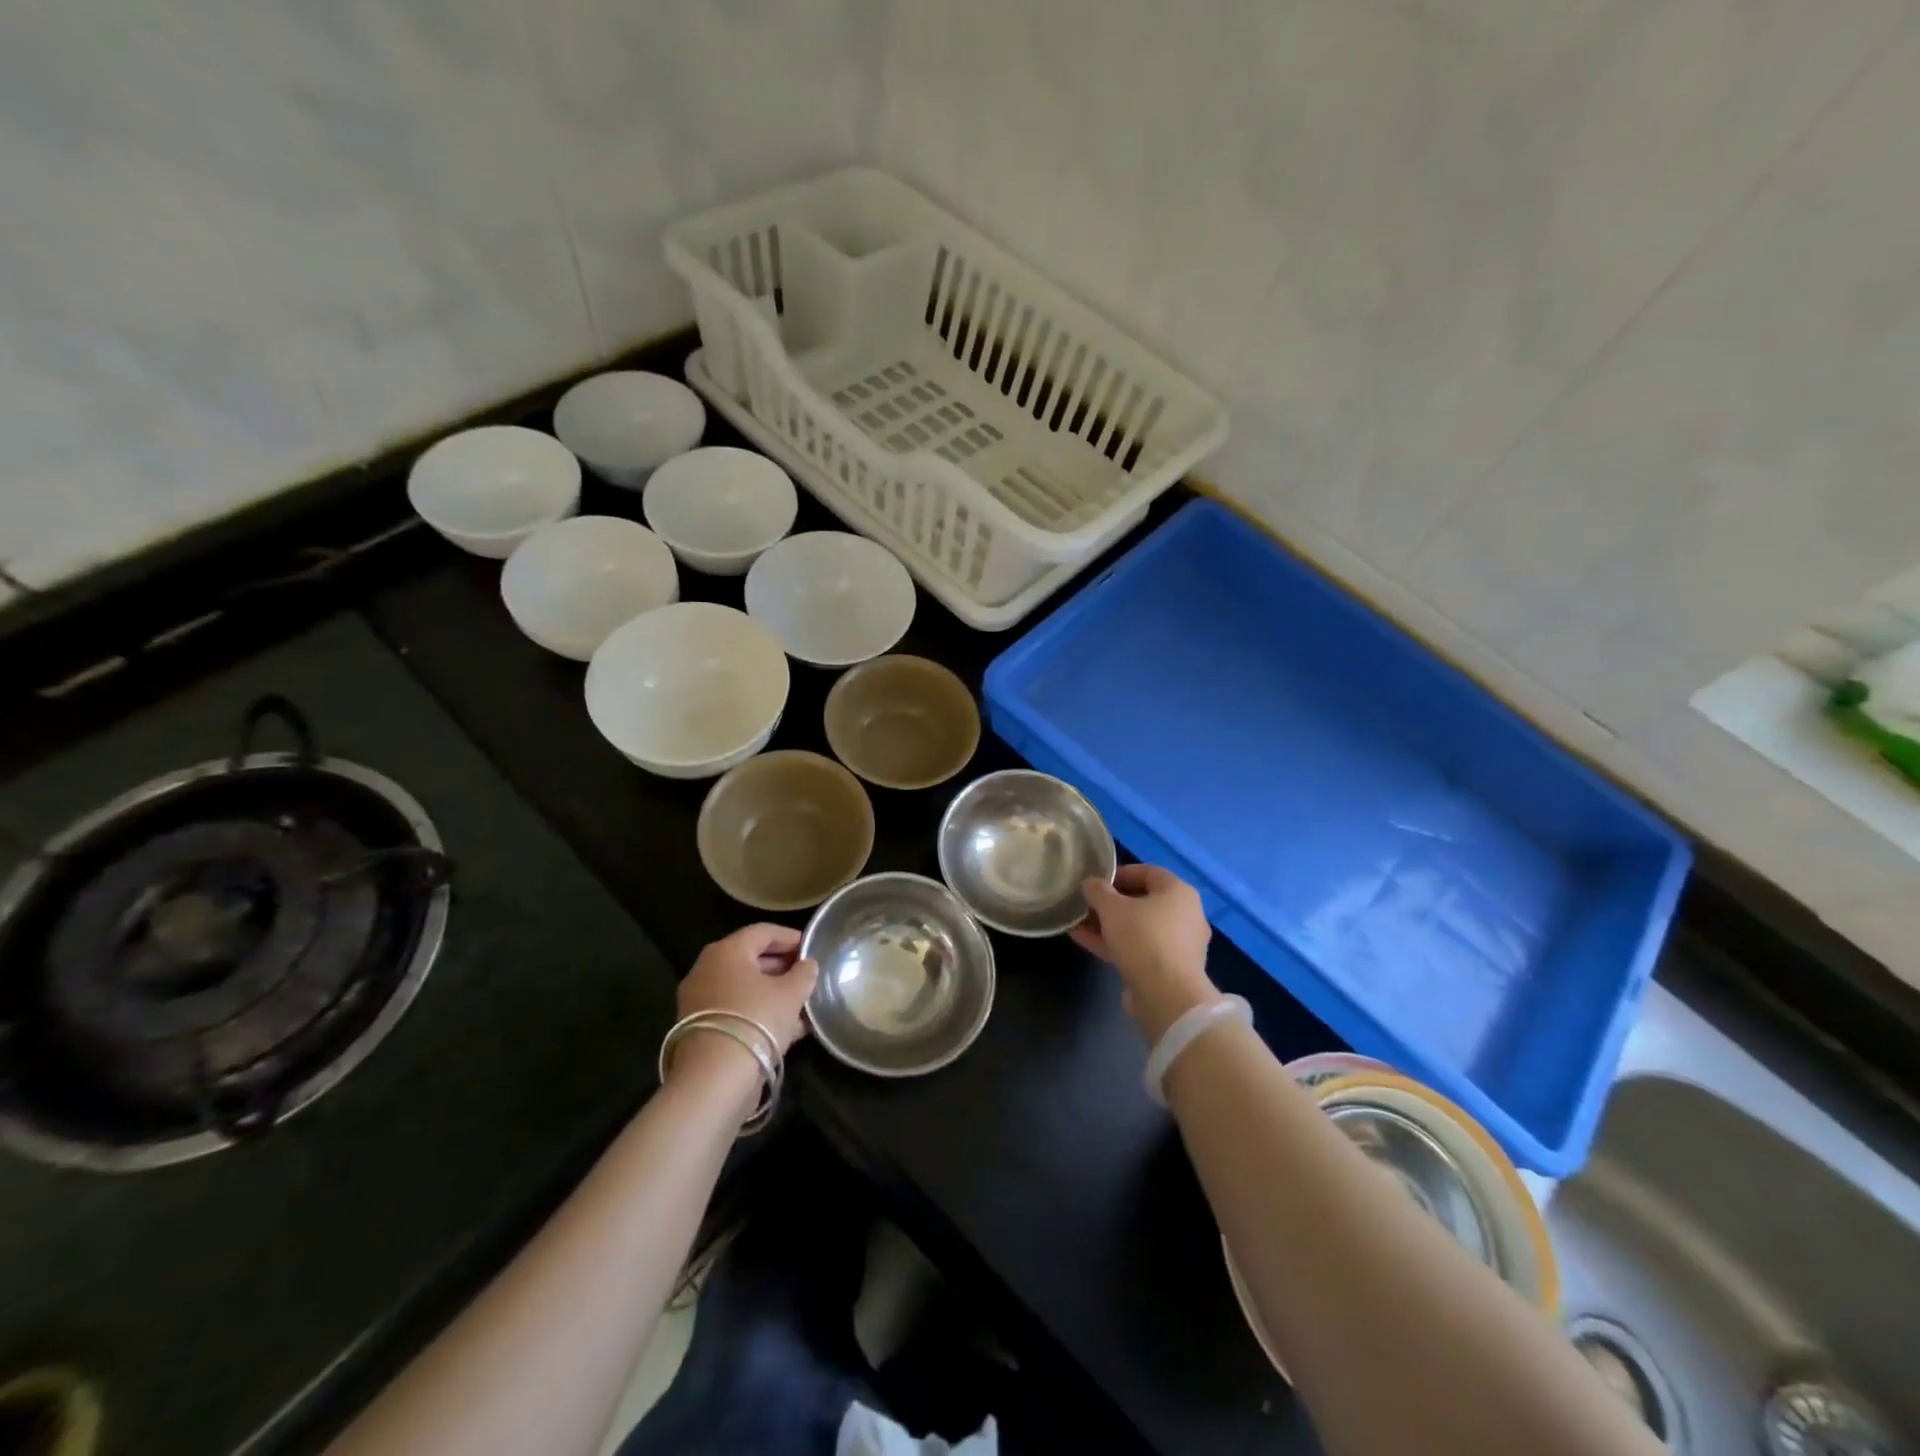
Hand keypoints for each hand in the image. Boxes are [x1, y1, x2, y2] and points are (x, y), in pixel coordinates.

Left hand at [677, 924, 818, 1053]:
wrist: (714, 1079)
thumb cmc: (756, 1020)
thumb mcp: (791, 994)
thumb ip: (803, 973)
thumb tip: (807, 964)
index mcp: (727, 951)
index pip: (763, 932)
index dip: (790, 937)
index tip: (811, 948)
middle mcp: (707, 970)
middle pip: (750, 959)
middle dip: (781, 967)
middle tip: (806, 976)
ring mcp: (699, 1001)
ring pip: (743, 988)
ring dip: (772, 993)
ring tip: (802, 1004)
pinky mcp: (700, 1029)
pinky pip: (735, 1010)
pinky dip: (758, 1013)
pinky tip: (786, 1028)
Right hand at [1071, 865, 1217, 1041]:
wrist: (1166, 996)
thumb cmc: (1143, 938)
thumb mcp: (1112, 908)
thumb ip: (1098, 891)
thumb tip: (1090, 883)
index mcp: (1179, 892)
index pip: (1148, 872)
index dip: (1119, 873)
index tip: (1095, 880)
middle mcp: (1184, 915)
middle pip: (1142, 901)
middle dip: (1110, 902)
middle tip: (1085, 903)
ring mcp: (1177, 945)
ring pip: (1137, 927)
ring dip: (1108, 924)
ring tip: (1077, 922)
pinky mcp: (1167, 969)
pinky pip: (1137, 948)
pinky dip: (1114, 943)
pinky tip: (1083, 940)